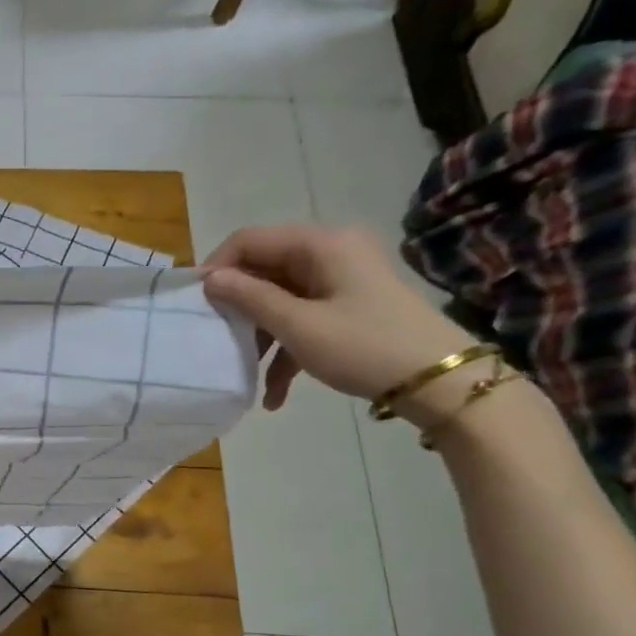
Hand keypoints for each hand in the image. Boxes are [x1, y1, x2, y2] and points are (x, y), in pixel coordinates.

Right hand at [202, 224, 472, 418]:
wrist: (441, 382)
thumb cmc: (364, 346)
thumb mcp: (298, 325)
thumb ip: (249, 298)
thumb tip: (208, 279)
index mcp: (320, 244)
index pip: (249, 240)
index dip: (217, 267)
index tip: (194, 303)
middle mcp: (330, 253)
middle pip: (263, 270)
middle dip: (238, 307)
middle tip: (214, 339)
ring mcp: (341, 281)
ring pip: (280, 299)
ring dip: (260, 337)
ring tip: (245, 374)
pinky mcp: (348, 308)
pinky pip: (302, 320)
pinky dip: (285, 351)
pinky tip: (274, 395)